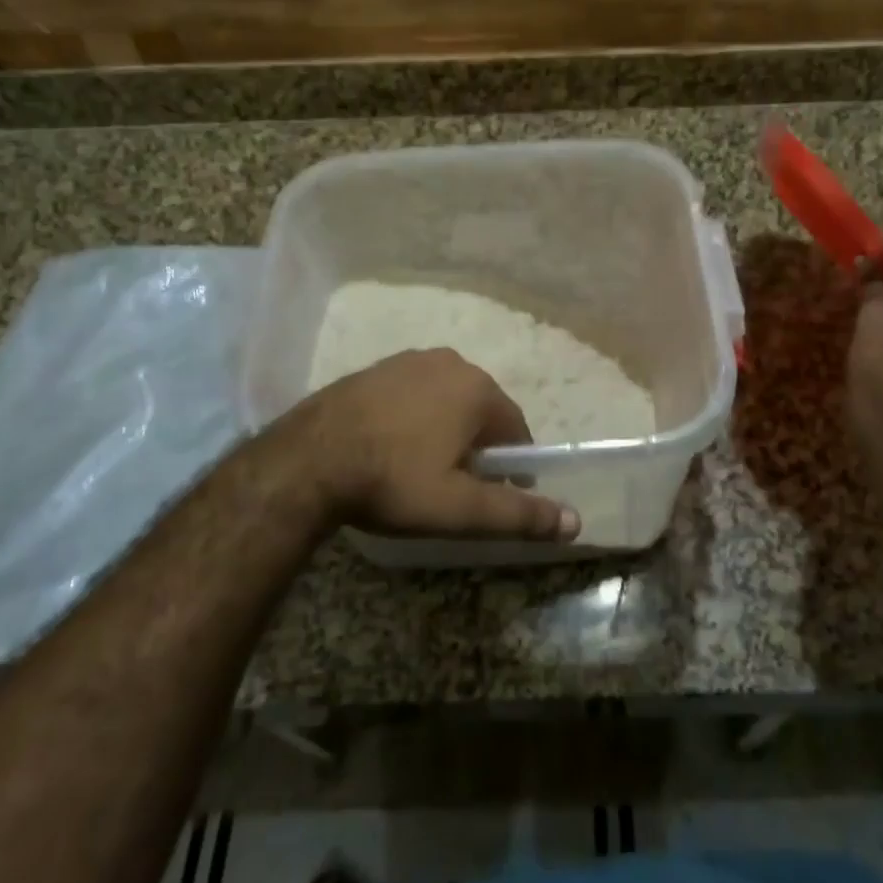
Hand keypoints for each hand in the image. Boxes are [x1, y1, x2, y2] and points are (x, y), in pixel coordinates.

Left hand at [297, 349, 579, 541]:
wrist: (307, 460)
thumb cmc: (393, 482)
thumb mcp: (459, 509)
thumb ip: (518, 514)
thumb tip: (574, 521)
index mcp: (477, 389)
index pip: (516, 429)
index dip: (512, 465)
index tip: (497, 494)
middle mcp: (449, 362)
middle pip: (480, 411)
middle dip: (478, 445)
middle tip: (456, 486)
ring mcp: (408, 360)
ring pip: (446, 399)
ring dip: (445, 429)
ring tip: (422, 469)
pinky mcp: (375, 367)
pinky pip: (412, 393)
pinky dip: (414, 416)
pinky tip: (392, 446)